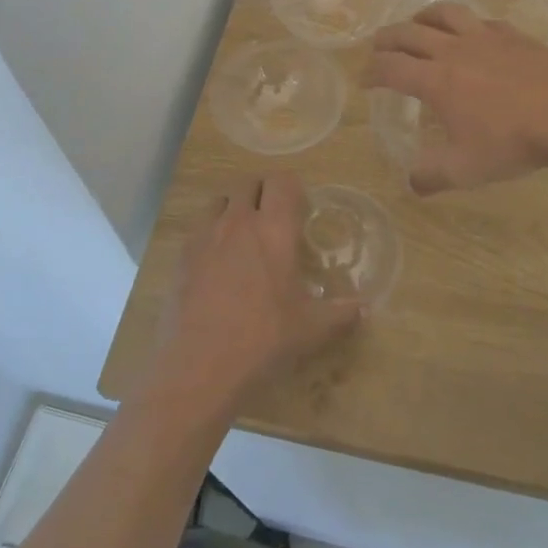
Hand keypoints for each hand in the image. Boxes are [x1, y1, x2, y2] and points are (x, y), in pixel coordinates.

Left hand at [152, 174, 362, 414]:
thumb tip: (364, 309)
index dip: (292, 188)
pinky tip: (216, 262)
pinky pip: (198, 227)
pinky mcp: (183, 255)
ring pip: (220, 200)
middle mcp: (239, 222)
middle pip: (249, 182)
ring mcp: (206, 236)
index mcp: (275, 230)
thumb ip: (340, 314)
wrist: (201, 366)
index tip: (299, 208)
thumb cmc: (264, 340)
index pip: (282, 181)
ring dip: (234, 207)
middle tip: (273, 219)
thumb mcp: (311, 329)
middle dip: (262, 192)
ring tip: (243, 235)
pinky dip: (210, 232)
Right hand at [366, 1, 547, 193]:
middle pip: (409, 33)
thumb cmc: (513, 142)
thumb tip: (412, 184)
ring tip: (417, 24)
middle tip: (378, 46)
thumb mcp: (466, 169)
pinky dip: (465, 23)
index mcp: (436, 80)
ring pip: (444, 14)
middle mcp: (453, 50)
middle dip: (387, 38)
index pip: (391, 68)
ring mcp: (485, 38)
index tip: (364, 80)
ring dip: (422, 17)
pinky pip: (480, 20)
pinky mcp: (513, 35)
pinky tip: (472, 32)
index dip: (371, 72)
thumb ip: (433, 176)